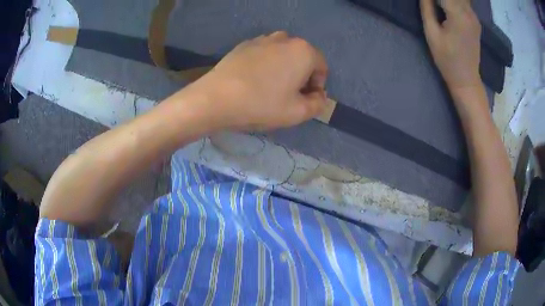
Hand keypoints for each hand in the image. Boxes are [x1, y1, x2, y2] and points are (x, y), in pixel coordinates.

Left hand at [190, 31, 327, 130]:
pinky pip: (264, 53)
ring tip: (270, 87)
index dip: (317, 86)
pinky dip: (265, 64)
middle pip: (302, 58)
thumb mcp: (298, 113)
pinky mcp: (244, 45)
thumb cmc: (262, 104)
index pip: (321, 67)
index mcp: (303, 51)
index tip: (305, 100)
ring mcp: (262, 39)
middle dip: (301, 76)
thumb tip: (319, 96)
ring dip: (283, 68)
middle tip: (288, 95)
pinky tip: (253, 80)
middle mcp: (285, 39)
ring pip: (282, 54)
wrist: (216, 98)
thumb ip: (318, 104)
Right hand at [420, 0, 481, 92]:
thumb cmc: (447, 59)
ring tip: (439, 5)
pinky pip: (465, 3)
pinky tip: (448, 6)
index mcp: (458, 15)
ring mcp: (474, 17)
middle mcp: (469, 13)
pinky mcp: (476, 21)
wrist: (466, 79)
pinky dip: (455, 2)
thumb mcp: (432, 34)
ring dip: (449, 0)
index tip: (426, 1)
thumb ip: (427, 9)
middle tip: (432, 3)